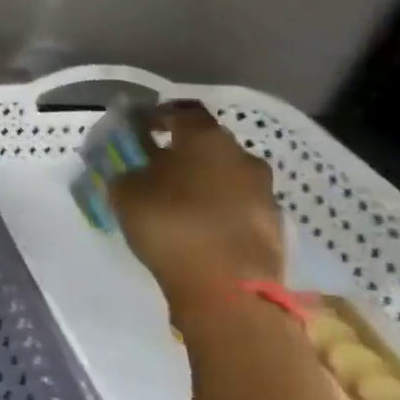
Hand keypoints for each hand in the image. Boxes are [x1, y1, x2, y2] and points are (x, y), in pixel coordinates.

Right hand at [108, 103, 283, 315]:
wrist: (228, 287)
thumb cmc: (171, 224)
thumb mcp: (125, 193)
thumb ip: (126, 172)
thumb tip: (133, 170)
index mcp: (206, 139)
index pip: (182, 112)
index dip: (158, 117)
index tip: (138, 129)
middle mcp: (242, 157)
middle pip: (208, 145)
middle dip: (181, 152)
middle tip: (153, 167)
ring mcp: (264, 192)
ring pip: (225, 176)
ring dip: (201, 182)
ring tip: (173, 201)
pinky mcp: (273, 225)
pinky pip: (237, 205)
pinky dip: (216, 208)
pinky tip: (195, 226)